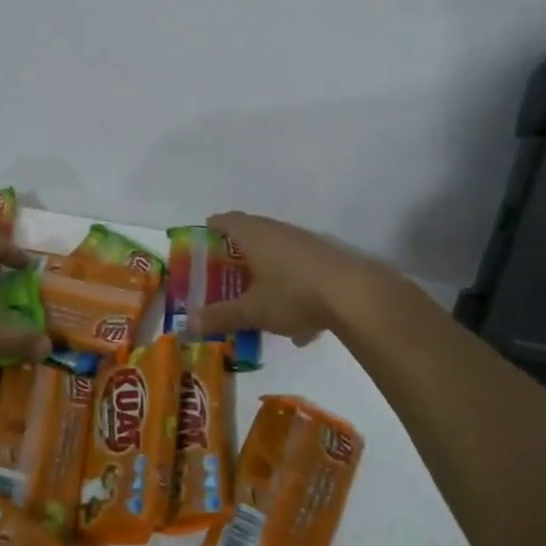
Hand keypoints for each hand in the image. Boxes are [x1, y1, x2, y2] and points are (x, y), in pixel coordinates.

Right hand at [191, 211, 376, 346]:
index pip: (228, 221)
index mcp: (256, 236)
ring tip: (260, 295)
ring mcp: (307, 243)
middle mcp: (280, 232)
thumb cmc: (294, 294)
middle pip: (254, 232)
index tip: (205, 233)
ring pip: (280, 250)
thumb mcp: (253, 311)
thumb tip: (189, 324)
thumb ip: (221, 317)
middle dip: (240, 248)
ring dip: (268, 268)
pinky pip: (301, 270)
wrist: (356, 295)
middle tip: (226, 265)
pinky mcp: (329, 259)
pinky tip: (300, 324)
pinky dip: (293, 287)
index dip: (214, 226)